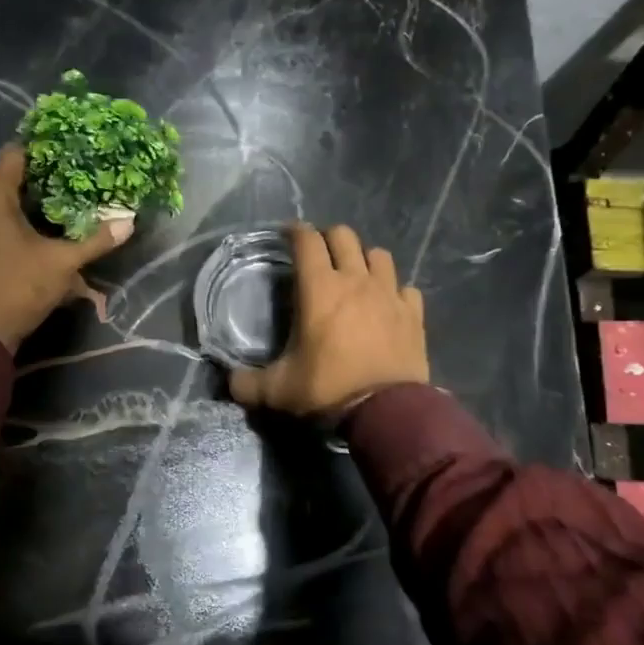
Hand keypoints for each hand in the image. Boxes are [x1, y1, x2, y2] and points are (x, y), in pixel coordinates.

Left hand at [0, 146, 133, 352]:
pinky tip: (51, 234)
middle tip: (81, 175)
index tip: (73, 148)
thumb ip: (94, 241)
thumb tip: (129, 222)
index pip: (16, 155)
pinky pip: (2, 227)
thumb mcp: (62, 263)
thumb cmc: (17, 287)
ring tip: (71, 203)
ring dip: (37, 206)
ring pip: (8, 206)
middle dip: (47, 179)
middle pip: (13, 180)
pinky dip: (25, 226)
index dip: (45, 148)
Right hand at [229, 224, 427, 416]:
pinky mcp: (413, 314)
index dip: (295, 231)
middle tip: (318, 254)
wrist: (386, 412)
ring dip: (364, 259)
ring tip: (355, 274)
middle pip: (344, 236)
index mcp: (319, 289)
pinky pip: (405, 288)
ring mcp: (389, 294)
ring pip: (379, 255)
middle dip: (328, 238)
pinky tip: (387, 304)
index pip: (306, 241)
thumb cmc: (328, 390)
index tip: (288, 234)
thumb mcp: (278, 390)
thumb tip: (230, 381)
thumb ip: (248, 383)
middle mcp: (355, 281)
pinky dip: (395, 291)